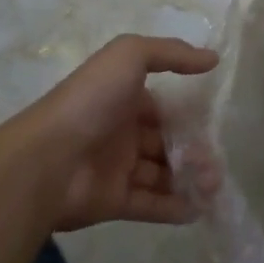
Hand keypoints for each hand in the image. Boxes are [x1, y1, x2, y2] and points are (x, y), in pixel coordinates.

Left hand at [27, 34, 218, 230]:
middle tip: (216, 165)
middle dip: (194, 152)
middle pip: (166, 143)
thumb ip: (172, 53)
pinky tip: (199, 209)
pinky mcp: (113, 202)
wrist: (47, 159)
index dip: (188, 116)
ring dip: (190, 179)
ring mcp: (116, 169)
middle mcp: (121, 132)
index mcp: (123, 98)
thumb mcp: (129, 55)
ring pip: (162, 174)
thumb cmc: (91, 100)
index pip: (163, 108)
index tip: (213, 125)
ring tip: (213, 186)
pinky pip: (150, 205)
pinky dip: (175, 207)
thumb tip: (212, 59)